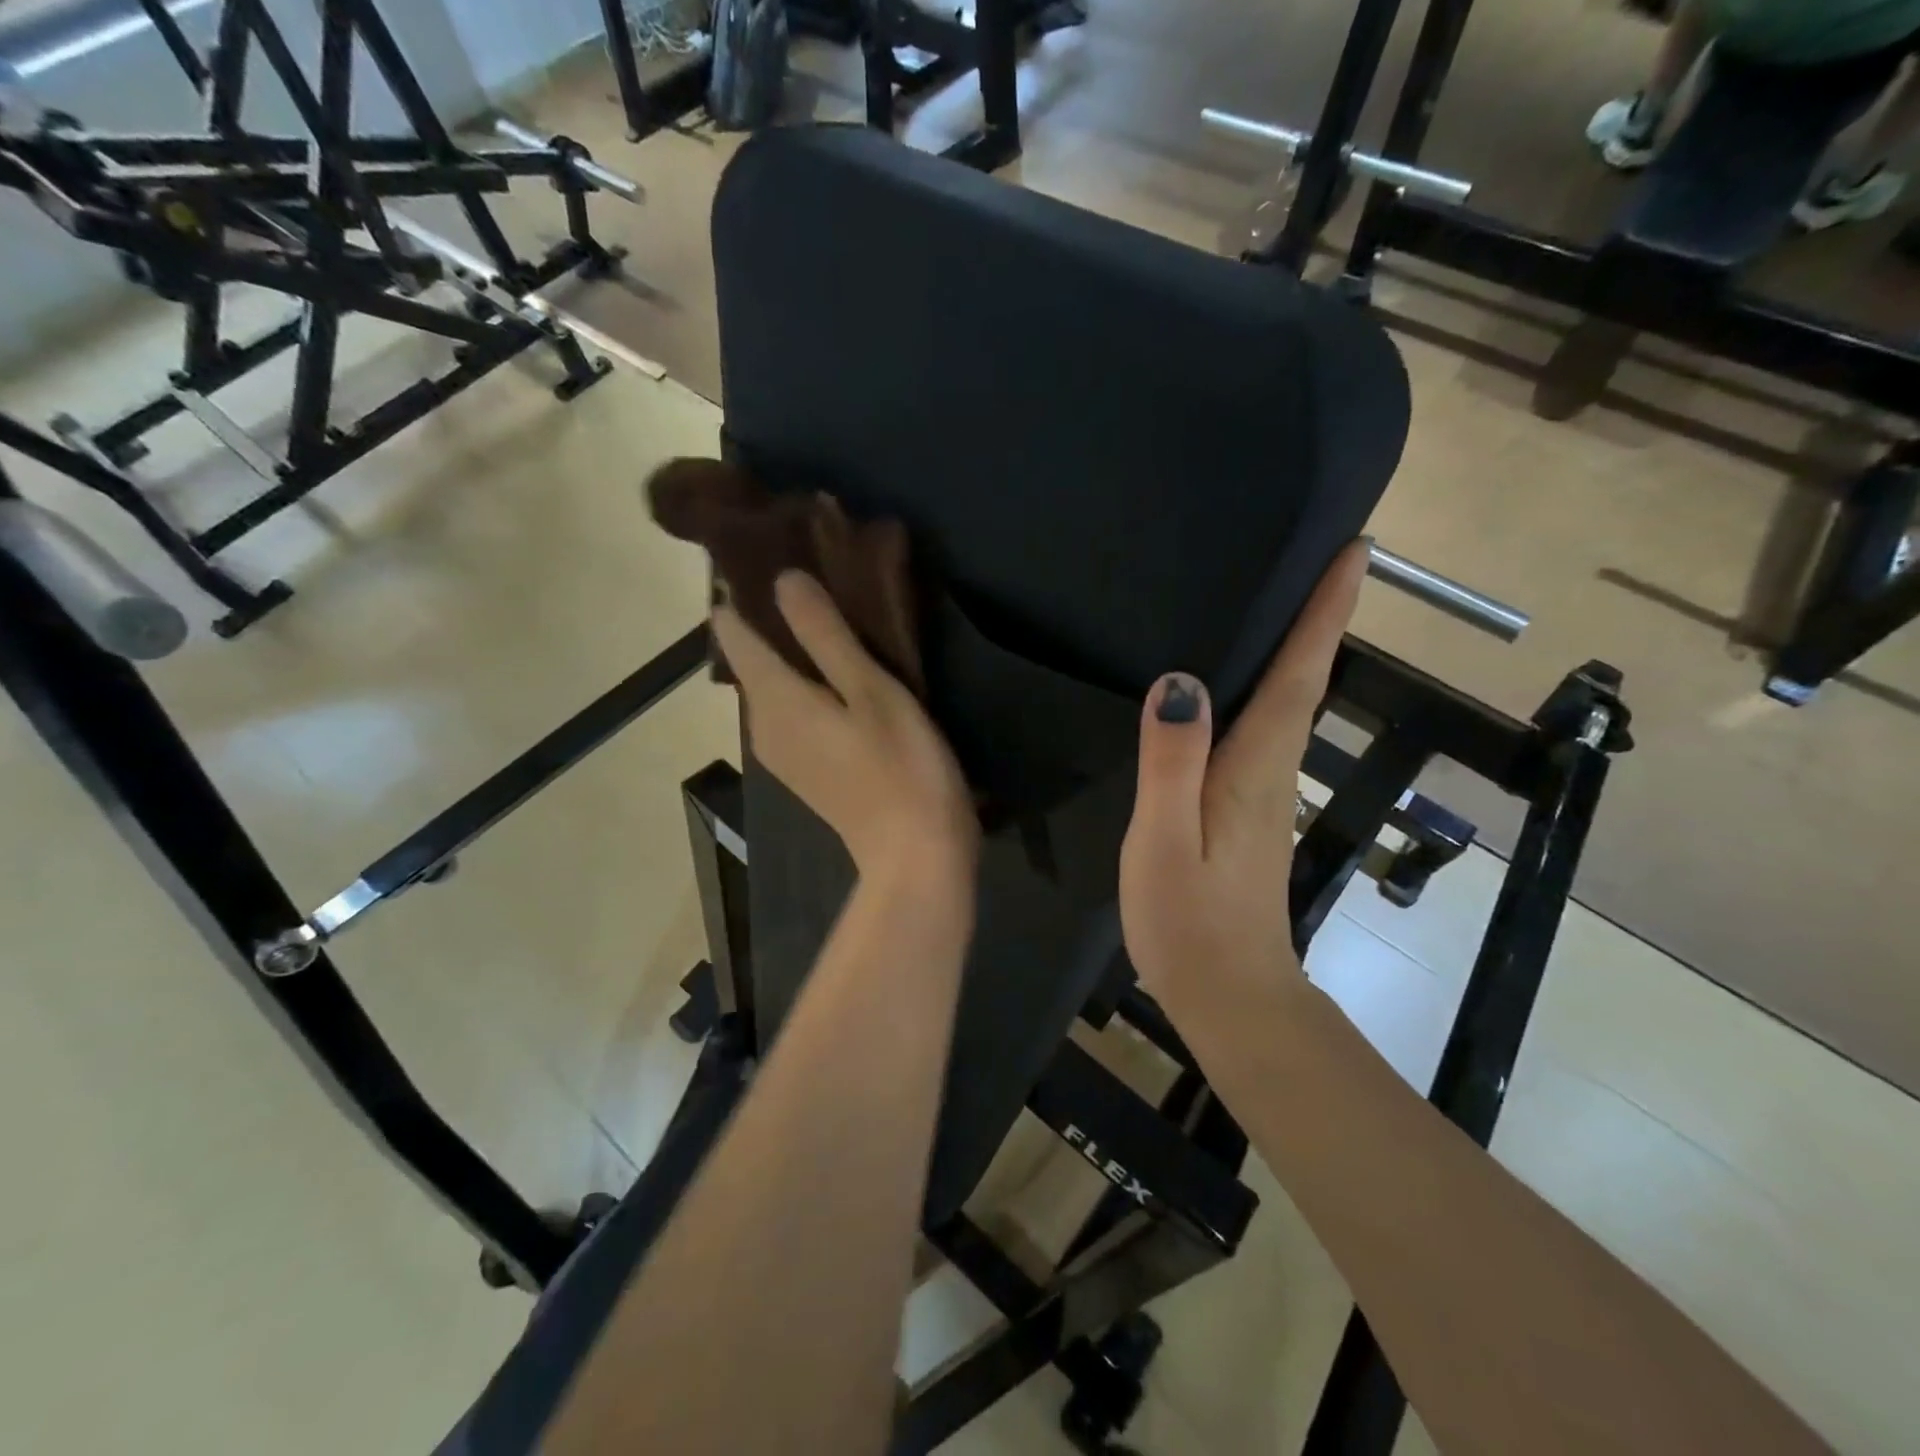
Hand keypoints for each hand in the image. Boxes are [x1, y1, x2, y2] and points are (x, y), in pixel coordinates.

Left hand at [713, 571, 977, 887]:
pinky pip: (791, 710)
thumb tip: (783, 580)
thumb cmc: (901, 767)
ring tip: (829, 613)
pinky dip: (806, 684)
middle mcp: (763, 724)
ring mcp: (782, 752)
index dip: (741, 593)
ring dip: (792, 651)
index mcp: (773, 699)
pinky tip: (839, 672)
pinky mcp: (806, 769)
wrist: (916, 855)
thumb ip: (824, 634)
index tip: (767, 557)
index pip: (733, 632)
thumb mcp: (870, 690)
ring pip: (773, 685)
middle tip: (813, 575)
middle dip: (771, 619)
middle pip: (752, 659)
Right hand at [1118, 540, 1368, 1003]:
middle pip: (1303, 679)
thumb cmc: (1190, 922)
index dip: (1325, 612)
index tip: (1355, 550)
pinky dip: (1268, 689)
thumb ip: (1171, 762)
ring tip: (1282, 597)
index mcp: (1256, 767)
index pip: (1299, 674)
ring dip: (1298, 647)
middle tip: (1321, 555)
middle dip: (1319, 615)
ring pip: (1288, 703)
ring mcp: (1264, 792)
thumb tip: (1181, 682)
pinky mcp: (1249, 810)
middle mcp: (1272, 769)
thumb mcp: (1163, 841)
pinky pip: (1264, 729)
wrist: (1230, 995)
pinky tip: (1239, 681)